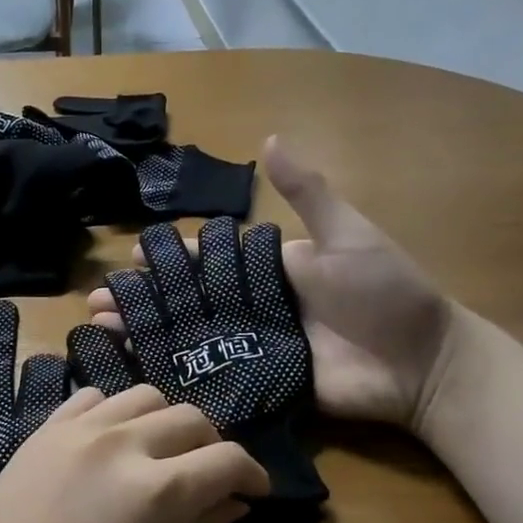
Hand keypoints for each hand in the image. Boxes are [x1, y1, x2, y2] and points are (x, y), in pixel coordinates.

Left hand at [0, 385, 268, 522]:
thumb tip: (233, 501)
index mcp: (158, 491)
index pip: (227, 459)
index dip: (252, 474)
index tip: (254, 490)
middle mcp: (121, 445)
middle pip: (190, 418)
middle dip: (212, 445)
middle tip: (209, 476)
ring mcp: (76, 432)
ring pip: (143, 397)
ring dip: (165, 422)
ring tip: (160, 454)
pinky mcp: (42, 432)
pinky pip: (91, 399)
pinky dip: (114, 415)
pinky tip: (111, 444)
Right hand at [88, 136, 455, 430]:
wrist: (421, 365)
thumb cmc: (387, 293)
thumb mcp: (348, 235)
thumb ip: (307, 193)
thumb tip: (268, 139)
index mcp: (270, 271)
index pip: (208, 261)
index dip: (170, 259)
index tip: (131, 257)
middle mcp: (255, 308)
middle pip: (189, 301)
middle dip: (146, 298)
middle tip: (100, 299)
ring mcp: (255, 348)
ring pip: (191, 337)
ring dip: (147, 332)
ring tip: (103, 328)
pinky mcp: (260, 384)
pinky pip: (212, 376)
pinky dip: (176, 372)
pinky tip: (136, 369)